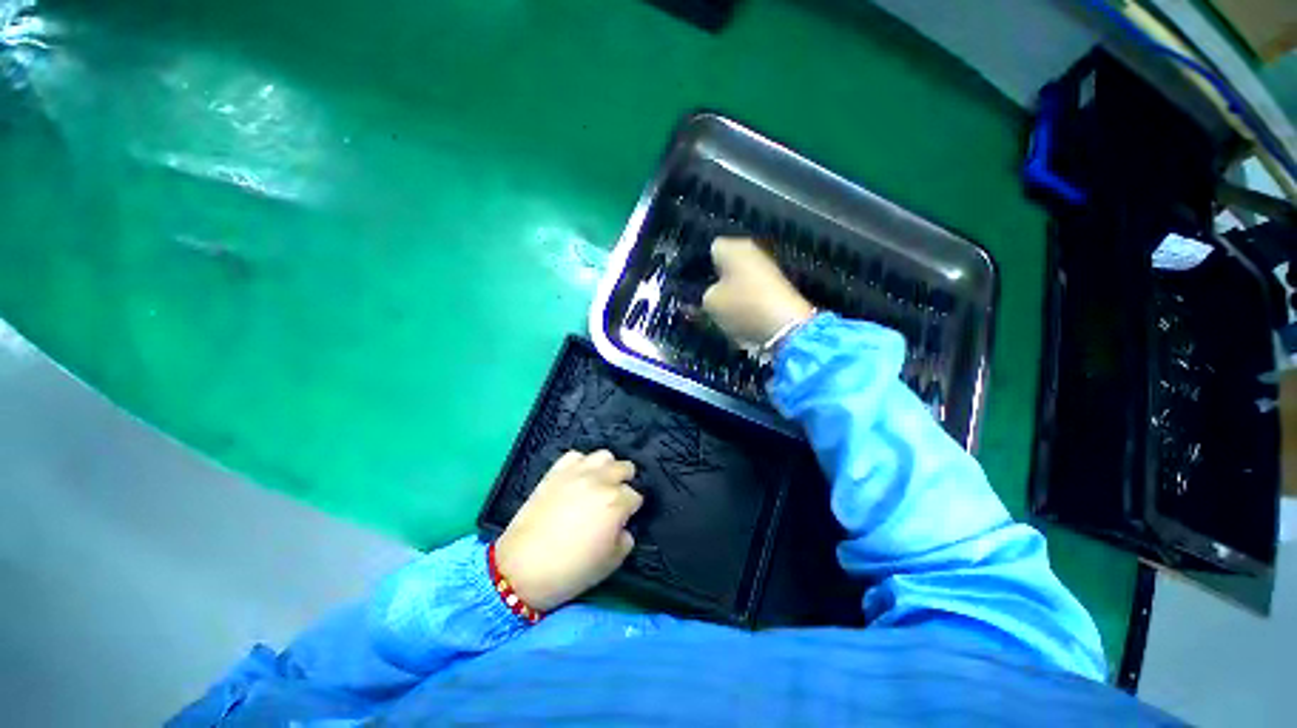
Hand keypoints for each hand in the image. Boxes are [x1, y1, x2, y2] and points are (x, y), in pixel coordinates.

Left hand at [495, 450, 642, 611]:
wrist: (521, 569)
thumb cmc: (570, 570)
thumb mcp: (610, 563)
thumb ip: (625, 539)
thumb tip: (622, 527)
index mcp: (616, 503)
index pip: (636, 496)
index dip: (631, 510)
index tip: (623, 520)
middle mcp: (600, 480)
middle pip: (624, 468)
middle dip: (624, 483)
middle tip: (614, 500)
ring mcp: (577, 472)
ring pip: (604, 455)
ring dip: (607, 468)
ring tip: (599, 484)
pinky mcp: (556, 471)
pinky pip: (576, 456)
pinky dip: (581, 464)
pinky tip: (578, 479)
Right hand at [702, 237, 814, 348]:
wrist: (786, 327)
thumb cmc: (742, 307)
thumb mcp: (709, 303)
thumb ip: (701, 295)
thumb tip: (707, 293)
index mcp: (732, 248)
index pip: (708, 250)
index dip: (697, 267)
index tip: (690, 285)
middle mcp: (750, 252)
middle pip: (723, 265)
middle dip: (712, 280)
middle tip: (698, 300)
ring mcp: (765, 269)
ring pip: (736, 280)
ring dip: (726, 293)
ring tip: (714, 311)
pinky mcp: (775, 288)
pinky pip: (748, 292)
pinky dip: (740, 303)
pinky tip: (733, 317)